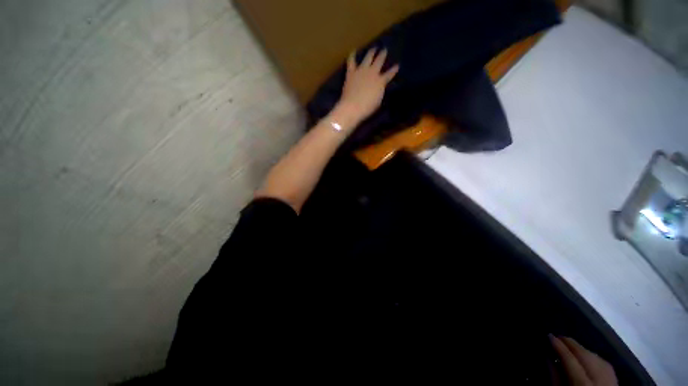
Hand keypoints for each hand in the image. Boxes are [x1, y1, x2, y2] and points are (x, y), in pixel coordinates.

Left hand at [337, 48, 398, 122]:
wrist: (352, 107)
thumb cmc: (367, 108)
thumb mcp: (378, 101)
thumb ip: (380, 91)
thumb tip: (379, 87)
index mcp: (381, 81)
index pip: (389, 74)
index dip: (394, 70)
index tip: (397, 65)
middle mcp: (372, 72)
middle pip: (379, 61)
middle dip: (383, 55)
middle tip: (384, 50)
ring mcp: (361, 70)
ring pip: (368, 57)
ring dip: (371, 52)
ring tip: (374, 48)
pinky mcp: (351, 72)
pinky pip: (351, 61)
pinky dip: (352, 55)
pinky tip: (353, 51)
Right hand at [551, 335, 617, 385]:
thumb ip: (555, 379)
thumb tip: (548, 357)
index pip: (571, 361)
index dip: (559, 347)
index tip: (549, 335)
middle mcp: (600, 382)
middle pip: (587, 357)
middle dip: (572, 345)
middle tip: (558, 336)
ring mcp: (611, 382)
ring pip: (597, 359)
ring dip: (582, 350)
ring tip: (570, 345)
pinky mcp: (617, 382)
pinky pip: (605, 365)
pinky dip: (594, 357)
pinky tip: (586, 356)